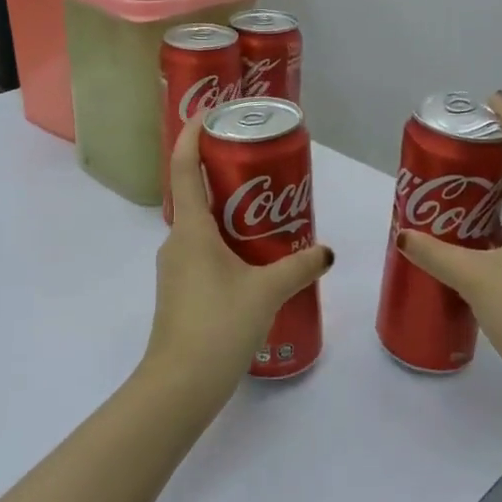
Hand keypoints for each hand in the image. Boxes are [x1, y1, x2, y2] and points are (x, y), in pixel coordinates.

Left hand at [143, 114, 334, 414]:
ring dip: (227, 213)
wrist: (179, 387)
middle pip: (195, 193)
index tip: (209, 114)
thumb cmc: (218, 326)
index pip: (185, 168)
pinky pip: (202, 251)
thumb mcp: (266, 292)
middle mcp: (177, 241)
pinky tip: (253, 261)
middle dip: (222, 175)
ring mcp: (175, 268)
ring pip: (200, 226)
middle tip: (259, 165)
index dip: (192, 135)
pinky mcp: (180, 291)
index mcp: (191, 229)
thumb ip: (299, 267)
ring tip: (265, 213)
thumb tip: (327, 252)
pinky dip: (225, 242)